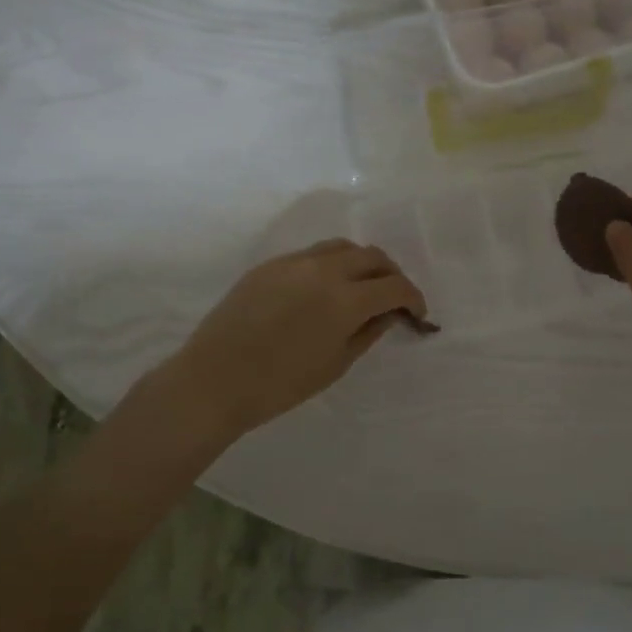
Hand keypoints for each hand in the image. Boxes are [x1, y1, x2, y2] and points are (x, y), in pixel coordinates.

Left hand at [165, 239, 427, 439]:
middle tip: (392, 298)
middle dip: (391, 275)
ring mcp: (294, 262)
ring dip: (362, 262)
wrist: (215, 380)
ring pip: (342, 247)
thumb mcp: (336, 364)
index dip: (413, 298)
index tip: (416, 314)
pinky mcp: (270, 264)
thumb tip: (389, 313)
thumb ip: (368, 332)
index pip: (395, 286)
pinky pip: (312, 254)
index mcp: (346, 299)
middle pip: (373, 256)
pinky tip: (324, 289)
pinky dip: (331, 264)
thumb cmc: (281, 384)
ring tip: (361, 286)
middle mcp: (325, 270)